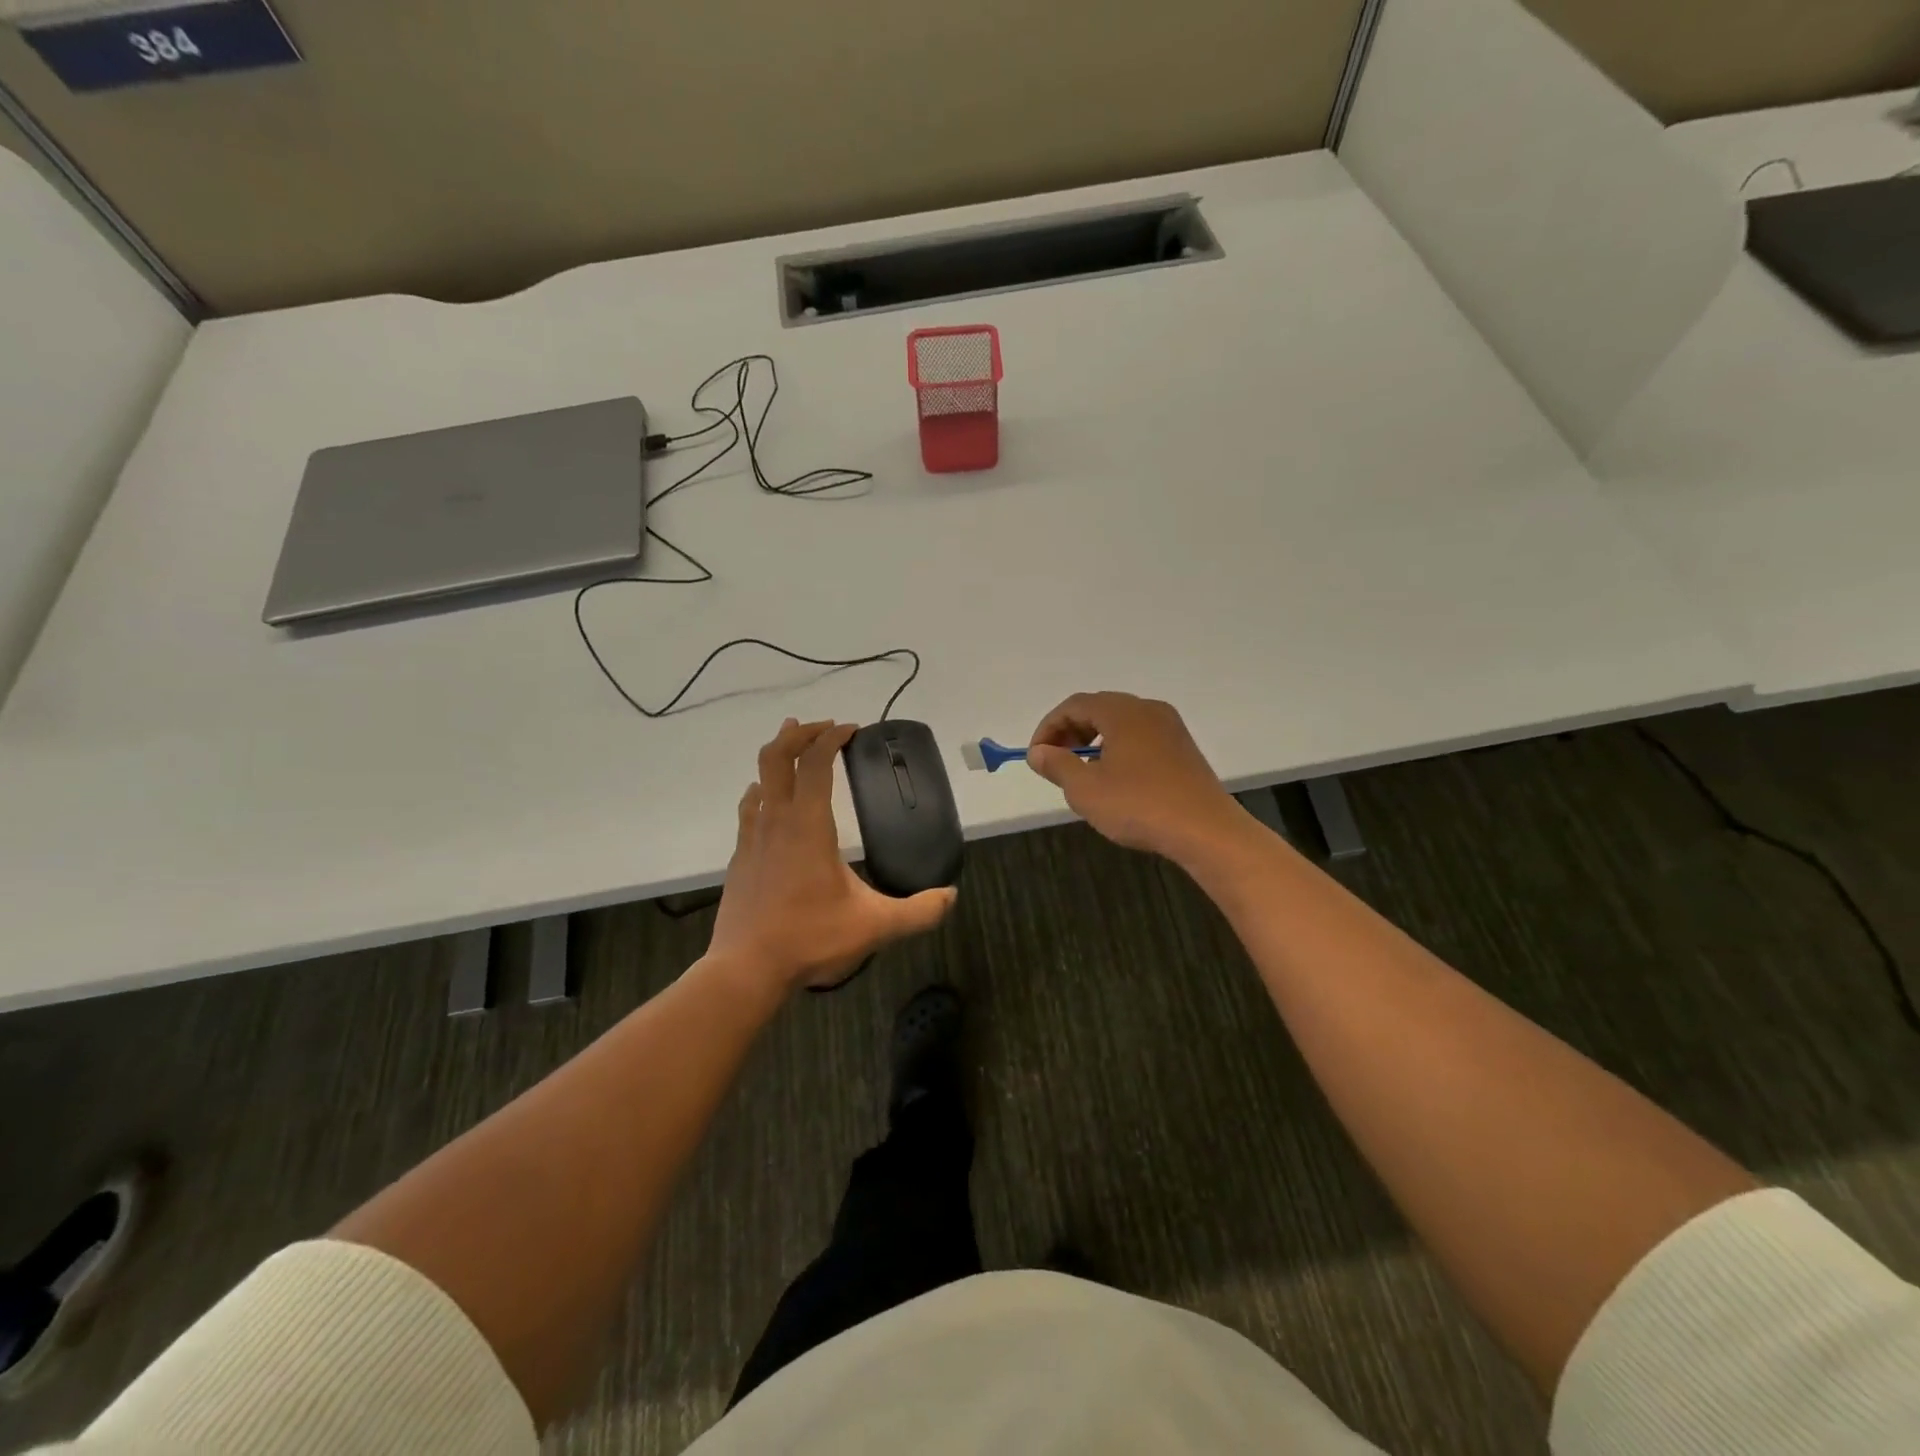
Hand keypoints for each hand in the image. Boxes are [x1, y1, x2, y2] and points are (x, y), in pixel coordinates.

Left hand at [709, 718, 956, 991]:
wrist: (746, 969)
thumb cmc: (810, 939)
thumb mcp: (875, 926)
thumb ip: (918, 911)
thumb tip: (951, 897)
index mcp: (807, 824)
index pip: (814, 762)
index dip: (831, 738)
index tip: (851, 730)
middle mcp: (776, 820)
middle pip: (776, 756)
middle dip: (799, 733)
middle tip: (822, 727)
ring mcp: (752, 837)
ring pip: (758, 779)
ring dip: (777, 757)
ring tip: (794, 748)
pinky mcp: (741, 857)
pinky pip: (750, 808)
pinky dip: (762, 791)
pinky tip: (768, 800)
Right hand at [1026, 692, 1245, 862]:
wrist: (1206, 831)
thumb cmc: (1139, 806)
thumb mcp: (1085, 789)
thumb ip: (1057, 765)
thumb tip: (1038, 752)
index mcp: (1122, 711)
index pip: (1075, 705)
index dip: (1049, 727)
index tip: (1036, 756)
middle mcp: (1148, 709)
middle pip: (1099, 709)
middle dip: (1070, 732)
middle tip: (1055, 762)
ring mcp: (1170, 728)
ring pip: (1121, 724)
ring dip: (1094, 741)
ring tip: (1081, 772)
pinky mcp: (1183, 749)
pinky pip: (1140, 737)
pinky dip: (1118, 749)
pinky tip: (1114, 779)